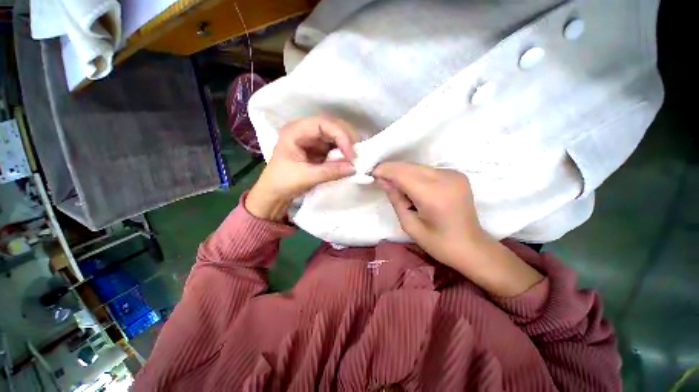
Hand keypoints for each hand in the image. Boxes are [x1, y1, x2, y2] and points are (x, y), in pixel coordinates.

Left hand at [246, 116, 358, 220]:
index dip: (340, 136)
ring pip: (335, 136)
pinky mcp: (318, 150)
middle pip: (332, 126)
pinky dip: (343, 153)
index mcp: (295, 131)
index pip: (323, 124)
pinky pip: (334, 147)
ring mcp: (312, 140)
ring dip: (347, 145)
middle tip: (359, 153)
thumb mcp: (306, 177)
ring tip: (357, 156)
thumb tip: (354, 168)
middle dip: (347, 138)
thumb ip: (331, 171)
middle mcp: (305, 131)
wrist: (274, 194)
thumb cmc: (282, 183)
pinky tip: (349, 160)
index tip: (351, 154)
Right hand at [373, 162, 484, 269]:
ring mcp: (454, 175)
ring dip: (403, 172)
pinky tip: (410, 186)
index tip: (372, 173)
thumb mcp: (410, 225)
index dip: (386, 171)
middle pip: (410, 167)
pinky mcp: (456, 174)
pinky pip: (427, 170)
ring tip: (394, 184)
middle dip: (392, 169)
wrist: (471, 246)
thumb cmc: (438, 243)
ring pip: (418, 167)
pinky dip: (414, 174)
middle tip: (379, 177)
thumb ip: (396, 199)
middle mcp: (446, 179)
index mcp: (434, 196)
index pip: (403, 174)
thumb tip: (383, 180)